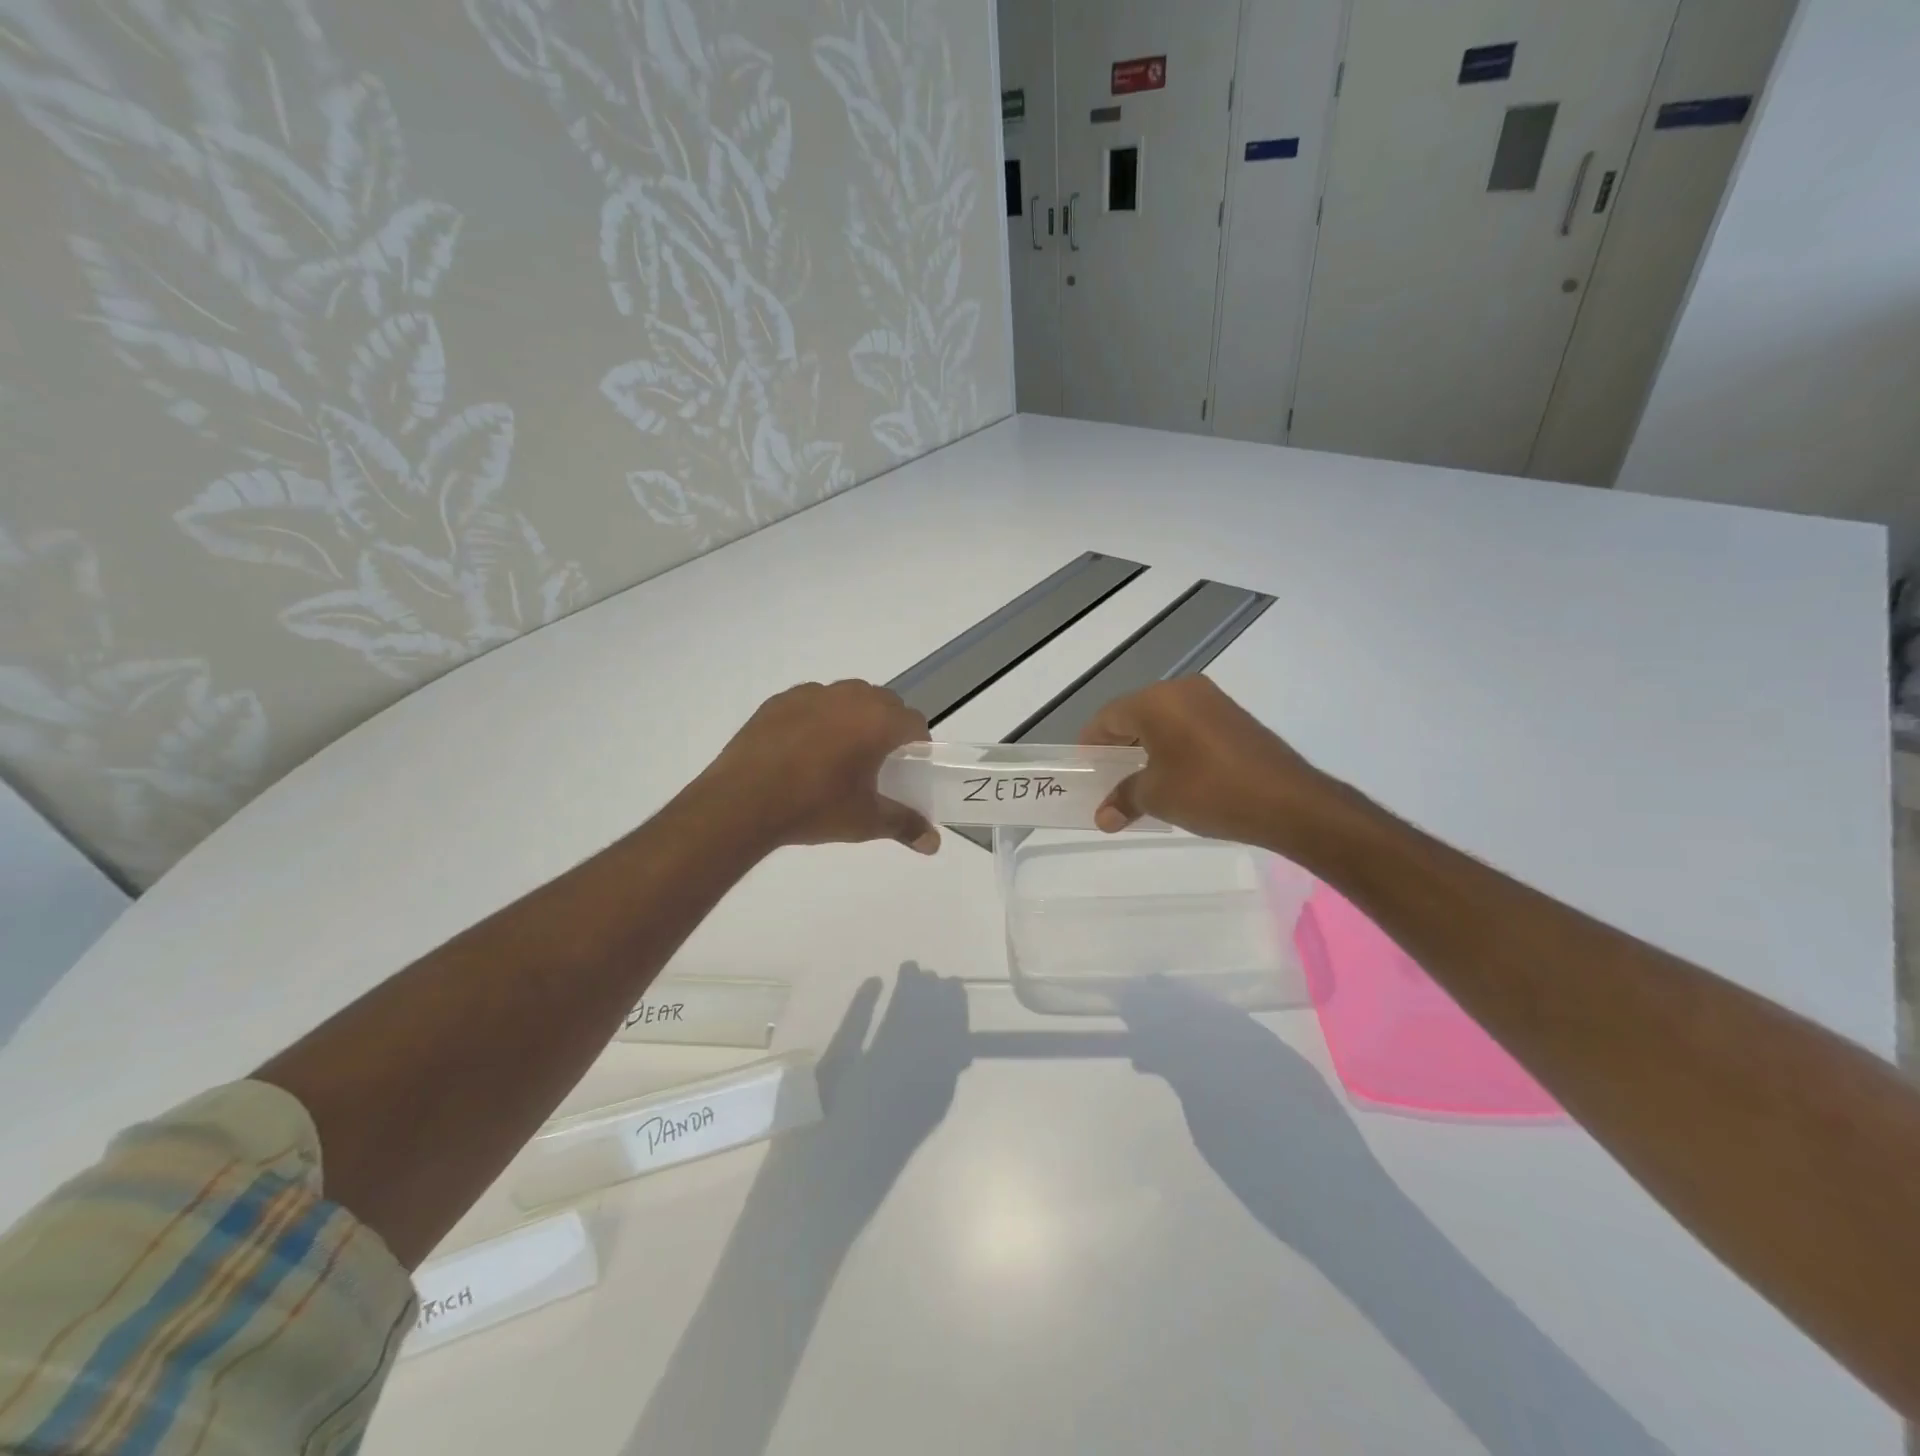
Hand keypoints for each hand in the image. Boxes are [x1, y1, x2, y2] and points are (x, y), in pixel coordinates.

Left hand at [703, 680, 939, 852]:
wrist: (743, 801)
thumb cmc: (815, 807)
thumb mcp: (865, 821)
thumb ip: (905, 826)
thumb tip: (934, 844)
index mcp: (877, 721)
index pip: (914, 722)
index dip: (917, 743)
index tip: (908, 765)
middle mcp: (849, 697)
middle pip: (884, 702)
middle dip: (888, 725)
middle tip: (877, 760)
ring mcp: (811, 694)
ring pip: (847, 696)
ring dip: (854, 716)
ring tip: (839, 751)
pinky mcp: (779, 701)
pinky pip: (812, 701)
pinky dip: (818, 717)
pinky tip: (803, 749)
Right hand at [1080, 675, 1333, 848]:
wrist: (1289, 802)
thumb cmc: (1209, 791)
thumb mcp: (1157, 797)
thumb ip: (1124, 799)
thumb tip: (1102, 817)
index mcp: (1156, 700)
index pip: (1107, 717)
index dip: (1090, 745)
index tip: (1084, 771)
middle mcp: (1182, 690)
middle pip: (1135, 715)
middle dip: (1118, 748)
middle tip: (1108, 780)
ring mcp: (1213, 702)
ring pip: (1164, 721)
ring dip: (1146, 750)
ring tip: (1140, 784)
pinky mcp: (1235, 719)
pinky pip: (1189, 728)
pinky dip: (1174, 749)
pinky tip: (1175, 779)